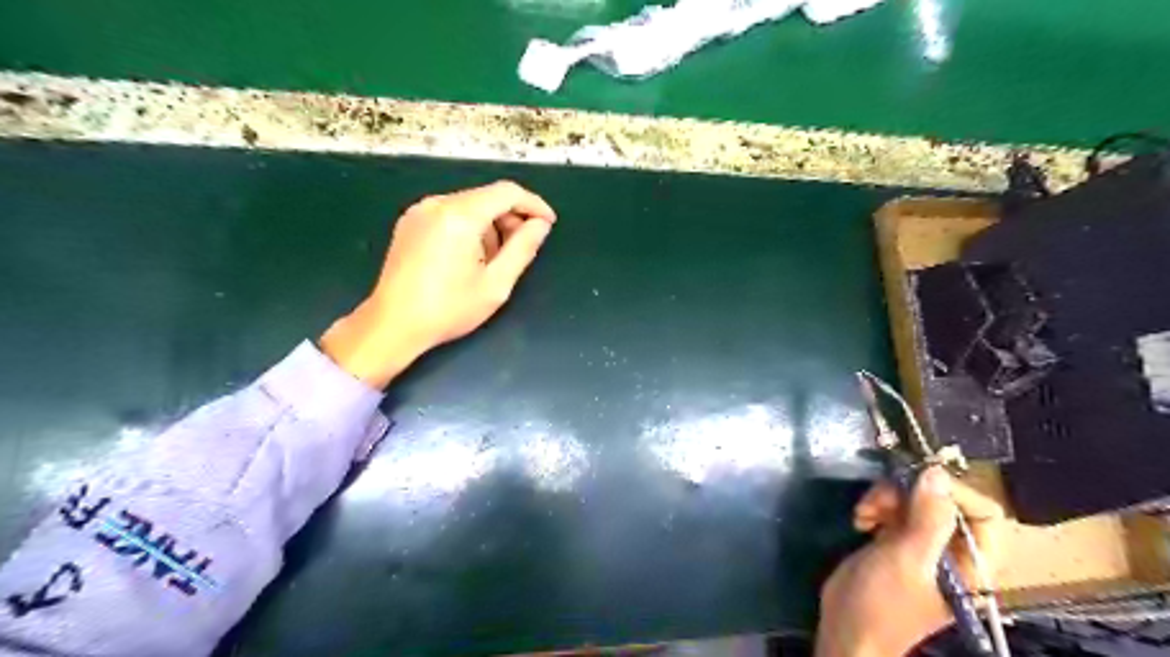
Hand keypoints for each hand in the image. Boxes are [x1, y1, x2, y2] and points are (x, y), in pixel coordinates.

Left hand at [319, 181, 556, 386]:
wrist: (393, 324)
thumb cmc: (448, 309)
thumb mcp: (496, 284)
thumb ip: (523, 248)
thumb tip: (540, 224)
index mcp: (459, 216)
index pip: (507, 192)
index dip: (533, 204)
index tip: (548, 224)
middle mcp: (437, 204)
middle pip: (487, 197)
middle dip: (511, 218)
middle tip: (522, 249)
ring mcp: (420, 211)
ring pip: (469, 205)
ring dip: (490, 225)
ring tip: (493, 261)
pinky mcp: (410, 222)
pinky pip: (450, 214)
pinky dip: (469, 227)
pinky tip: (469, 257)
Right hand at [815, 468, 1004, 656]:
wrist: (846, 629)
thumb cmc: (883, 603)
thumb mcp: (906, 560)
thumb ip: (927, 518)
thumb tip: (937, 472)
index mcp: (974, 563)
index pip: (984, 512)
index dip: (952, 492)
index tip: (914, 483)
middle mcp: (954, 550)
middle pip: (944, 499)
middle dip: (909, 493)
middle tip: (877, 501)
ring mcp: (924, 544)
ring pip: (915, 499)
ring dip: (886, 498)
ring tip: (864, 514)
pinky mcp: (897, 539)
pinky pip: (894, 508)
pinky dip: (876, 506)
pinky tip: (860, 520)